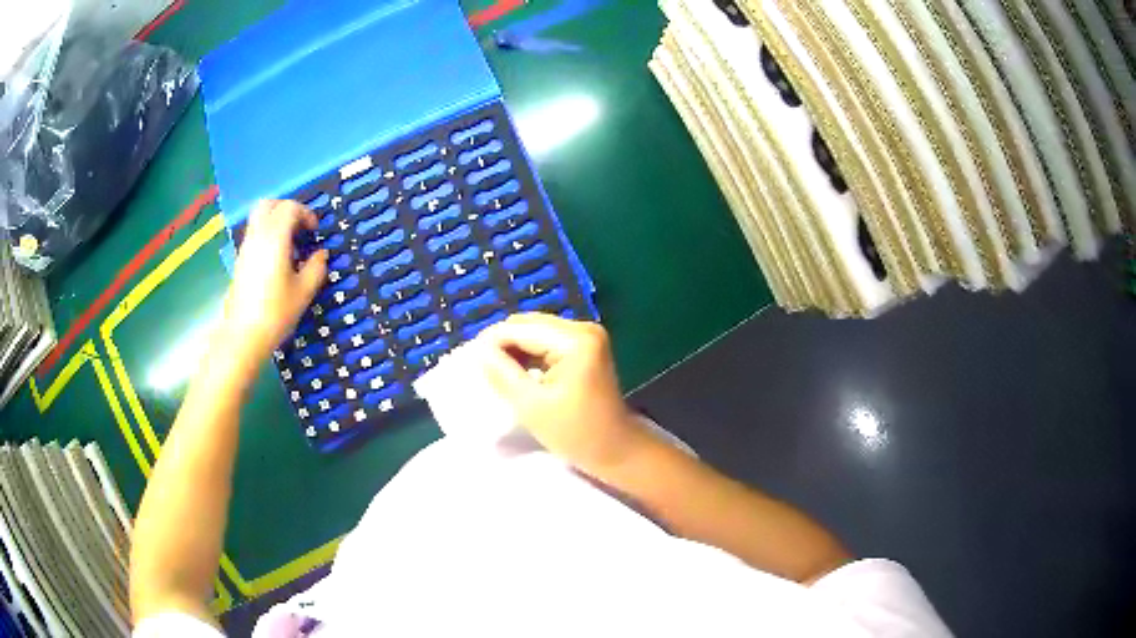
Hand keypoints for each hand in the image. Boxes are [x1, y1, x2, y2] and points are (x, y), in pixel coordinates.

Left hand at [221, 200, 327, 359]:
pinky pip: (255, 234)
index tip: (315, 232)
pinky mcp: (240, 260)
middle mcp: (257, 236)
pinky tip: (277, 260)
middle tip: (300, 228)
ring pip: (259, 218)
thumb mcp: (304, 291)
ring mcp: (246, 247)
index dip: (306, 214)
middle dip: (287, 210)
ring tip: (290, 246)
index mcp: (275, 237)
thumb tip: (321, 254)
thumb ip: (316, 267)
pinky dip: (268, 235)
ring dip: (276, 222)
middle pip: (269, 205)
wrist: (243, 336)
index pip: (289, 208)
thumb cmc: (276, 313)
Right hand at [479, 313, 648, 473]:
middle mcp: (583, 328)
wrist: (617, 450)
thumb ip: (502, 374)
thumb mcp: (531, 406)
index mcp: (574, 340)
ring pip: (535, 332)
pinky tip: (516, 372)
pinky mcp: (585, 347)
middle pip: (528, 325)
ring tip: (495, 372)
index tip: (468, 362)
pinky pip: (547, 342)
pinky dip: (529, 354)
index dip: (491, 342)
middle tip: (480, 368)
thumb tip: (477, 350)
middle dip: (502, 344)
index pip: (520, 329)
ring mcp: (586, 336)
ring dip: (514, 349)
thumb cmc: (576, 434)